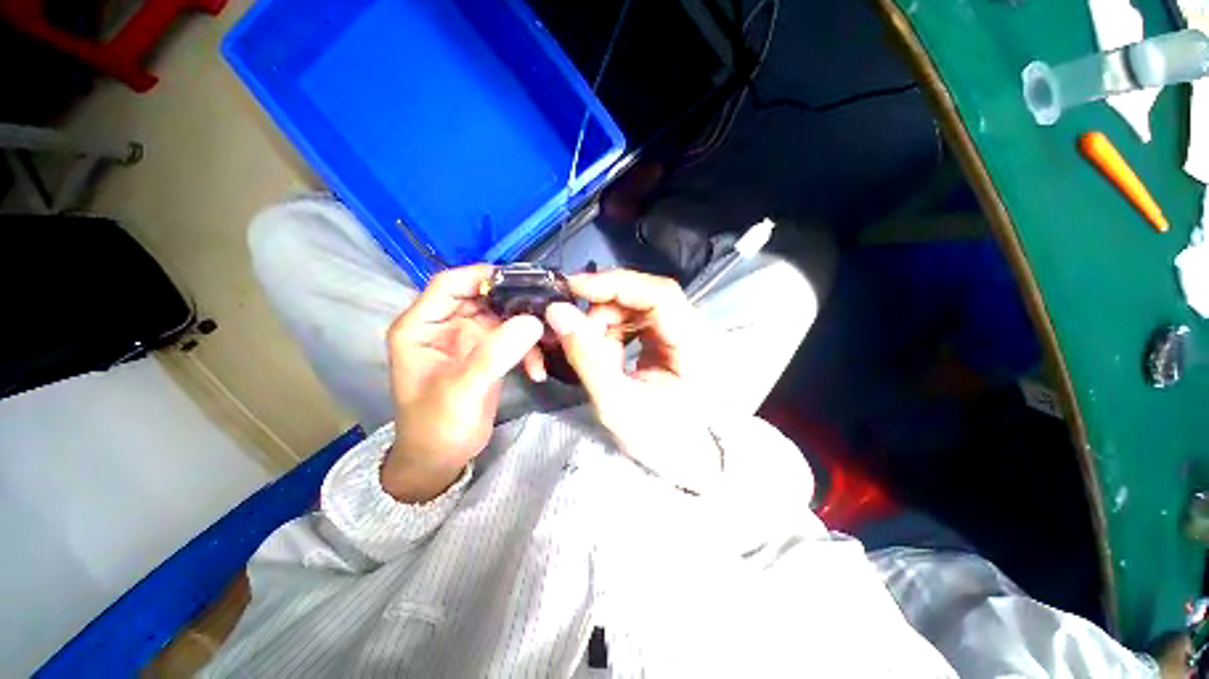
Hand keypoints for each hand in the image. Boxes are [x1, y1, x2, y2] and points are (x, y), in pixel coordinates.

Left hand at [382, 265, 544, 502]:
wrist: (442, 459)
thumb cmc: (437, 425)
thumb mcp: (463, 389)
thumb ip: (495, 354)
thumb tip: (532, 321)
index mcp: (422, 326)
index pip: (449, 284)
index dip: (482, 276)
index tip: (523, 280)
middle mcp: (444, 326)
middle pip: (482, 298)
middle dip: (515, 304)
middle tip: (547, 310)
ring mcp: (468, 340)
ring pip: (502, 318)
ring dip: (526, 330)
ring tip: (550, 342)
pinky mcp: (486, 354)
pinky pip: (511, 339)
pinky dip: (527, 351)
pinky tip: (537, 370)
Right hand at [545, 269, 721, 490]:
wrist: (682, 460)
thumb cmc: (659, 440)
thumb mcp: (617, 404)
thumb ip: (587, 357)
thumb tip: (557, 311)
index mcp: (694, 345)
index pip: (660, 294)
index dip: (617, 284)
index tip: (574, 288)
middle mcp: (693, 329)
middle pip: (645, 296)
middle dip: (604, 308)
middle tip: (575, 329)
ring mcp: (679, 332)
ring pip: (635, 307)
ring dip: (605, 323)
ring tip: (595, 355)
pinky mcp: (665, 339)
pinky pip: (633, 322)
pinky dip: (611, 334)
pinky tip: (607, 358)